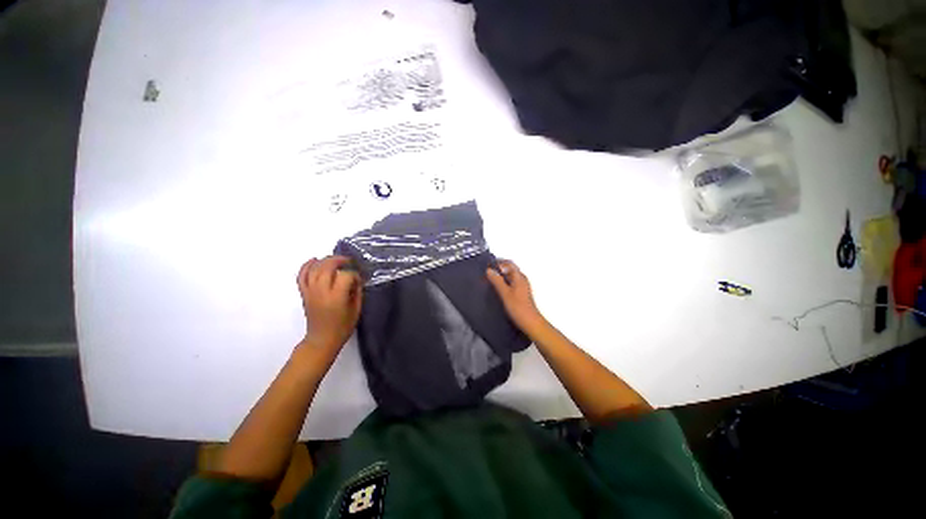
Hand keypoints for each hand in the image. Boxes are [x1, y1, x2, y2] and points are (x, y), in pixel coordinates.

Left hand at [297, 256, 361, 352]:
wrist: (322, 340)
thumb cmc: (343, 327)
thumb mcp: (356, 309)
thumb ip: (357, 292)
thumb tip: (356, 279)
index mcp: (337, 297)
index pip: (345, 275)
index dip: (354, 274)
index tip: (358, 280)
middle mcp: (321, 292)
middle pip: (327, 267)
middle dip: (339, 260)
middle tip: (348, 261)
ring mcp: (310, 292)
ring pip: (314, 268)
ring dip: (325, 260)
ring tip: (335, 260)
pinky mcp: (304, 293)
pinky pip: (301, 275)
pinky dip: (306, 265)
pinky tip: (314, 260)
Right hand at [486, 260, 547, 335]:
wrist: (530, 322)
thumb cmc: (519, 308)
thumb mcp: (505, 294)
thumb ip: (497, 281)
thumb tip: (489, 270)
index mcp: (519, 276)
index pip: (508, 263)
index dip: (498, 263)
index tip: (487, 266)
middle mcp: (521, 279)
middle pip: (509, 269)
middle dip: (498, 269)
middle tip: (486, 273)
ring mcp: (522, 286)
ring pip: (509, 276)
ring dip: (500, 276)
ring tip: (489, 281)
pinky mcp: (520, 293)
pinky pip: (510, 283)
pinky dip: (503, 283)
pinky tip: (496, 289)